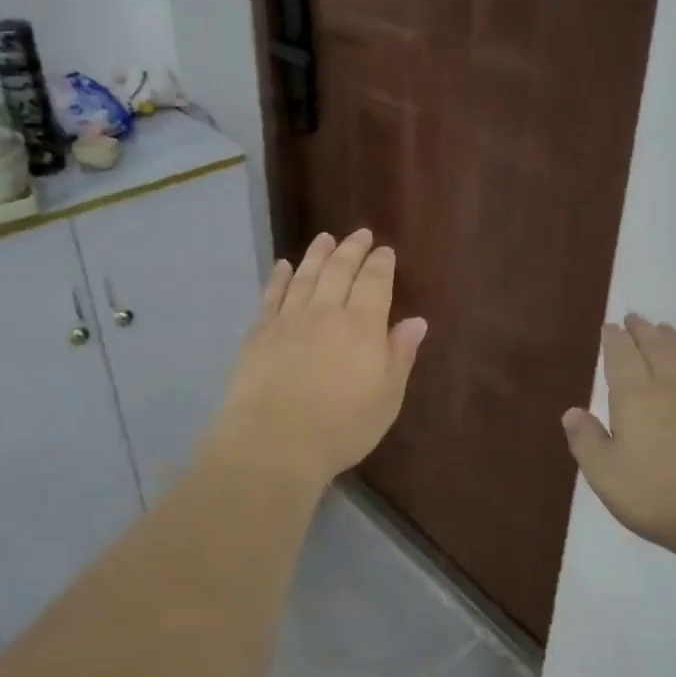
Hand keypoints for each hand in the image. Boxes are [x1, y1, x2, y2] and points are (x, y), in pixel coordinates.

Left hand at [207, 230, 427, 490]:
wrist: (274, 442)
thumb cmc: (341, 427)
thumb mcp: (386, 398)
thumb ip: (399, 355)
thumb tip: (416, 321)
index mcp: (362, 326)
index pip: (374, 282)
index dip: (381, 264)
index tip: (385, 251)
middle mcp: (325, 312)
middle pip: (339, 270)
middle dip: (352, 249)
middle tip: (360, 234)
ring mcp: (288, 320)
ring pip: (305, 276)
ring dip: (317, 254)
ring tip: (325, 238)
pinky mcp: (259, 333)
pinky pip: (271, 295)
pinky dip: (279, 277)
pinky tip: (283, 266)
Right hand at [562, 315, 675, 575]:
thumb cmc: (659, 493)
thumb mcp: (606, 474)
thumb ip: (587, 441)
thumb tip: (572, 412)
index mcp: (634, 396)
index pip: (621, 356)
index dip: (614, 340)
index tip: (609, 327)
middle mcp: (668, 387)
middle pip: (655, 348)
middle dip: (642, 331)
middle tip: (635, 318)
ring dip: (671, 339)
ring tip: (664, 330)